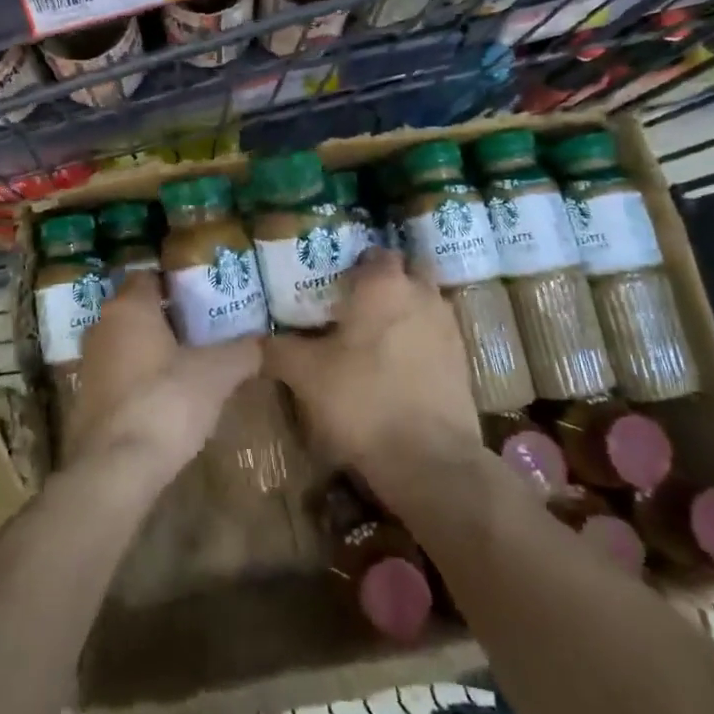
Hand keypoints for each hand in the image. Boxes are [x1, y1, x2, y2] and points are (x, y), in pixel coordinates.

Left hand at [64, 272, 260, 486]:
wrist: (115, 468)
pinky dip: (138, 378)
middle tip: (202, 328)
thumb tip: (263, 342)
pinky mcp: (86, 399)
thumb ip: (243, 351)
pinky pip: (118, 374)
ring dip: (151, 349)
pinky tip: (165, 396)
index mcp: (129, 307)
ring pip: (125, 343)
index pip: (148, 276)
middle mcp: (102, 326)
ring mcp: (89, 364)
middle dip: (166, 317)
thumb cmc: (166, 401)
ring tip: (188, 363)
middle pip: (136, 309)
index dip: (175, 283)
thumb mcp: (217, 374)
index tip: (202, 295)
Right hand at [264, 248, 481, 498]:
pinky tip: (397, 364)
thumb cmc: (363, 401)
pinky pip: (436, 334)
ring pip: (424, 302)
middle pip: (407, 270)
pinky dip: (419, 339)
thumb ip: (277, 350)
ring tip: (374, 333)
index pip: (373, 252)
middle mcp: (422, 294)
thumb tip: (251, 340)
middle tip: (355, 301)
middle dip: (386, 280)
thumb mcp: (306, 375)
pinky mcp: (462, 361)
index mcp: (384, 284)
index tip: (332, 280)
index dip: (353, 262)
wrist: (431, 462)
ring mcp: (448, 327)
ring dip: (405, 309)